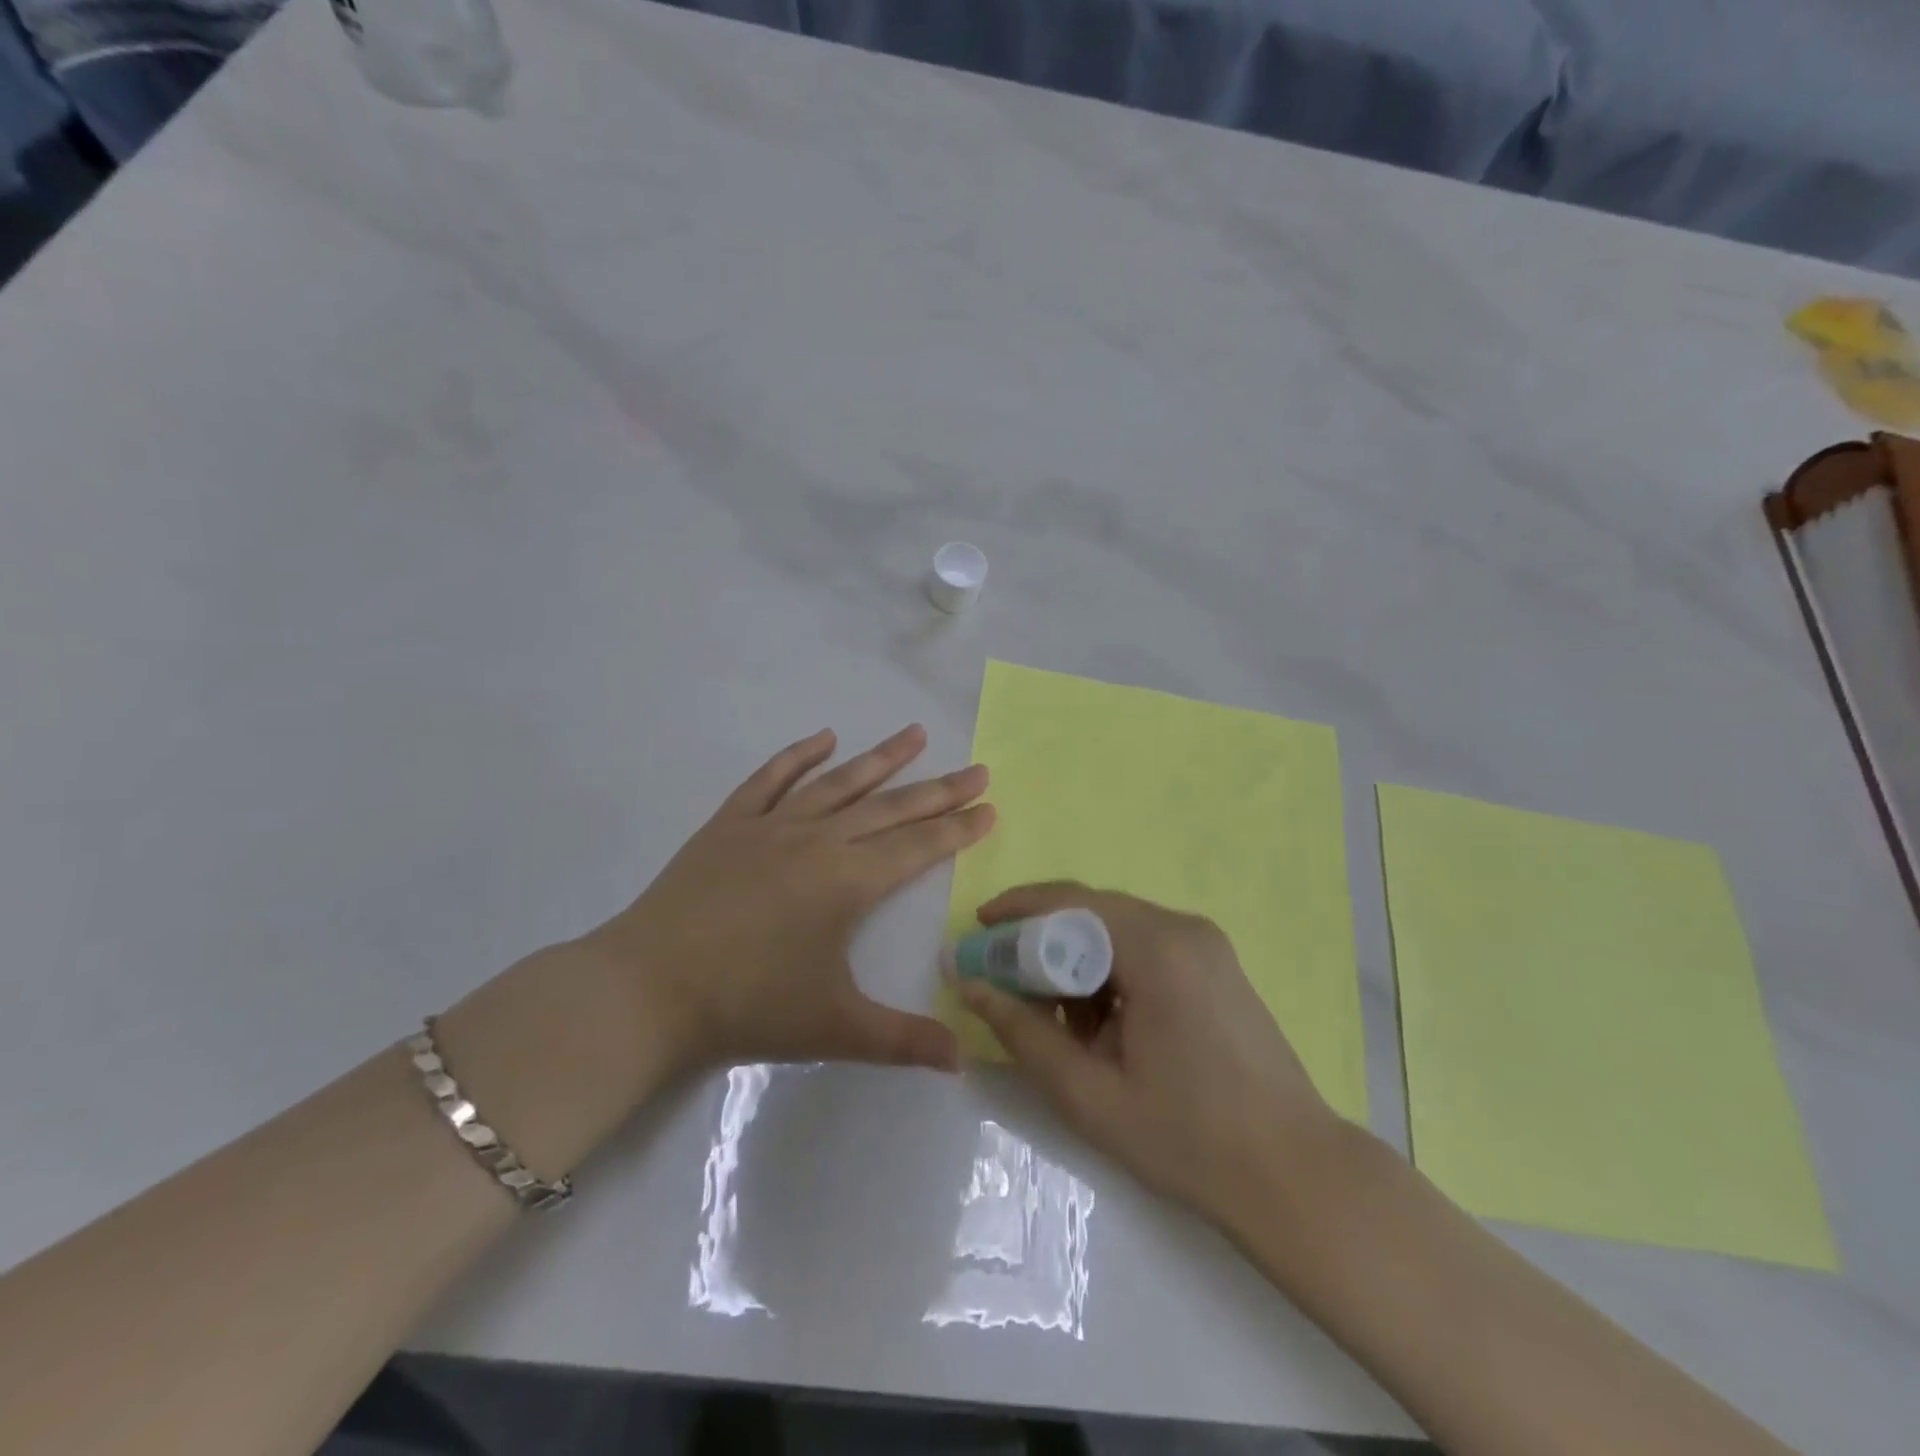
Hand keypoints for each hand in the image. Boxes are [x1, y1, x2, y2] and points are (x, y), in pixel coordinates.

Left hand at [582, 724, 992, 1077]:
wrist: (648, 989)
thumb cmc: (748, 1006)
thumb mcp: (834, 1028)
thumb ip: (903, 1040)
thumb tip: (964, 1060)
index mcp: (848, 881)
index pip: (918, 846)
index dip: (958, 828)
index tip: (989, 805)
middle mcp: (818, 840)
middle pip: (890, 808)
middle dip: (938, 789)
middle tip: (977, 768)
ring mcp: (771, 826)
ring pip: (838, 783)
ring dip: (880, 758)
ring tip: (915, 734)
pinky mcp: (730, 824)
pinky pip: (771, 779)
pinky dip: (799, 755)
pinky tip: (823, 738)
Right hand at [954, 882, 1343, 1228]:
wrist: (1295, 1175)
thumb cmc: (1188, 1138)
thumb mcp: (1089, 1093)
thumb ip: (1022, 1033)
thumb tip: (969, 986)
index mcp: (1157, 948)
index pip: (1070, 902)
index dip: (1017, 912)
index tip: (978, 934)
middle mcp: (1183, 928)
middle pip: (1093, 911)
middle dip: (1042, 939)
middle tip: (1003, 978)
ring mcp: (1206, 944)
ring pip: (1118, 930)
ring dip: (1077, 959)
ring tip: (1054, 1016)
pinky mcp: (1216, 964)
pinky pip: (1145, 947)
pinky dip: (1110, 971)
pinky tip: (1102, 1024)